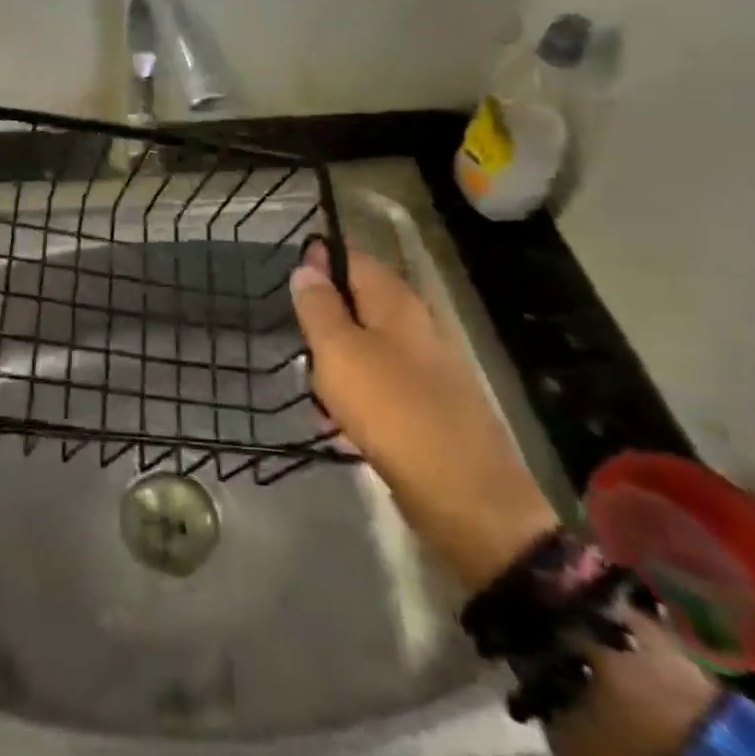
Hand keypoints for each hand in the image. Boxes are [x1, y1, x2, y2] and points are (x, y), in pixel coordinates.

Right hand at [291, 243, 558, 591]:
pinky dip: (355, 397)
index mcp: (396, 301)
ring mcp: (425, 366)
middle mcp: (415, 325)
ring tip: (314, 396)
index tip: (288, 279)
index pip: (354, 258)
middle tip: (299, 346)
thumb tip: (307, 266)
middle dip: (323, 321)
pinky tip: (339, 426)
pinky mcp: (428, 405)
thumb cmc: (392, 411)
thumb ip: (319, 307)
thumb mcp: (339, 353)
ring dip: (335, 364)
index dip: (320, 260)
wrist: (466, 497)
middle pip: (358, 303)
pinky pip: (380, 385)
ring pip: (365, 347)